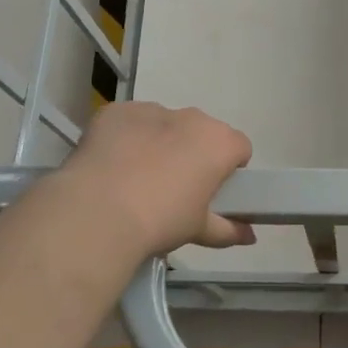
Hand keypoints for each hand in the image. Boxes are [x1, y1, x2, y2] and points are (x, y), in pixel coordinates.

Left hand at [57, 102, 254, 258]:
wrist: (97, 212)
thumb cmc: (161, 221)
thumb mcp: (199, 230)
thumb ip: (229, 230)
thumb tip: (250, 236)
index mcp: (219, 142)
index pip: (239, 148)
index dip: (229, 169)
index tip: (212, 191)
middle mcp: (191, 118)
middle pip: (201, 132)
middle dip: (193, 153)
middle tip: (175, 188)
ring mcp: (152, 110)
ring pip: (165, 125)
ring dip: (160, 143)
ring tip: (137, 179)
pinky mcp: (116, 112)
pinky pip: (130, 122)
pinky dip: (126, 138)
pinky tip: (112, 166)